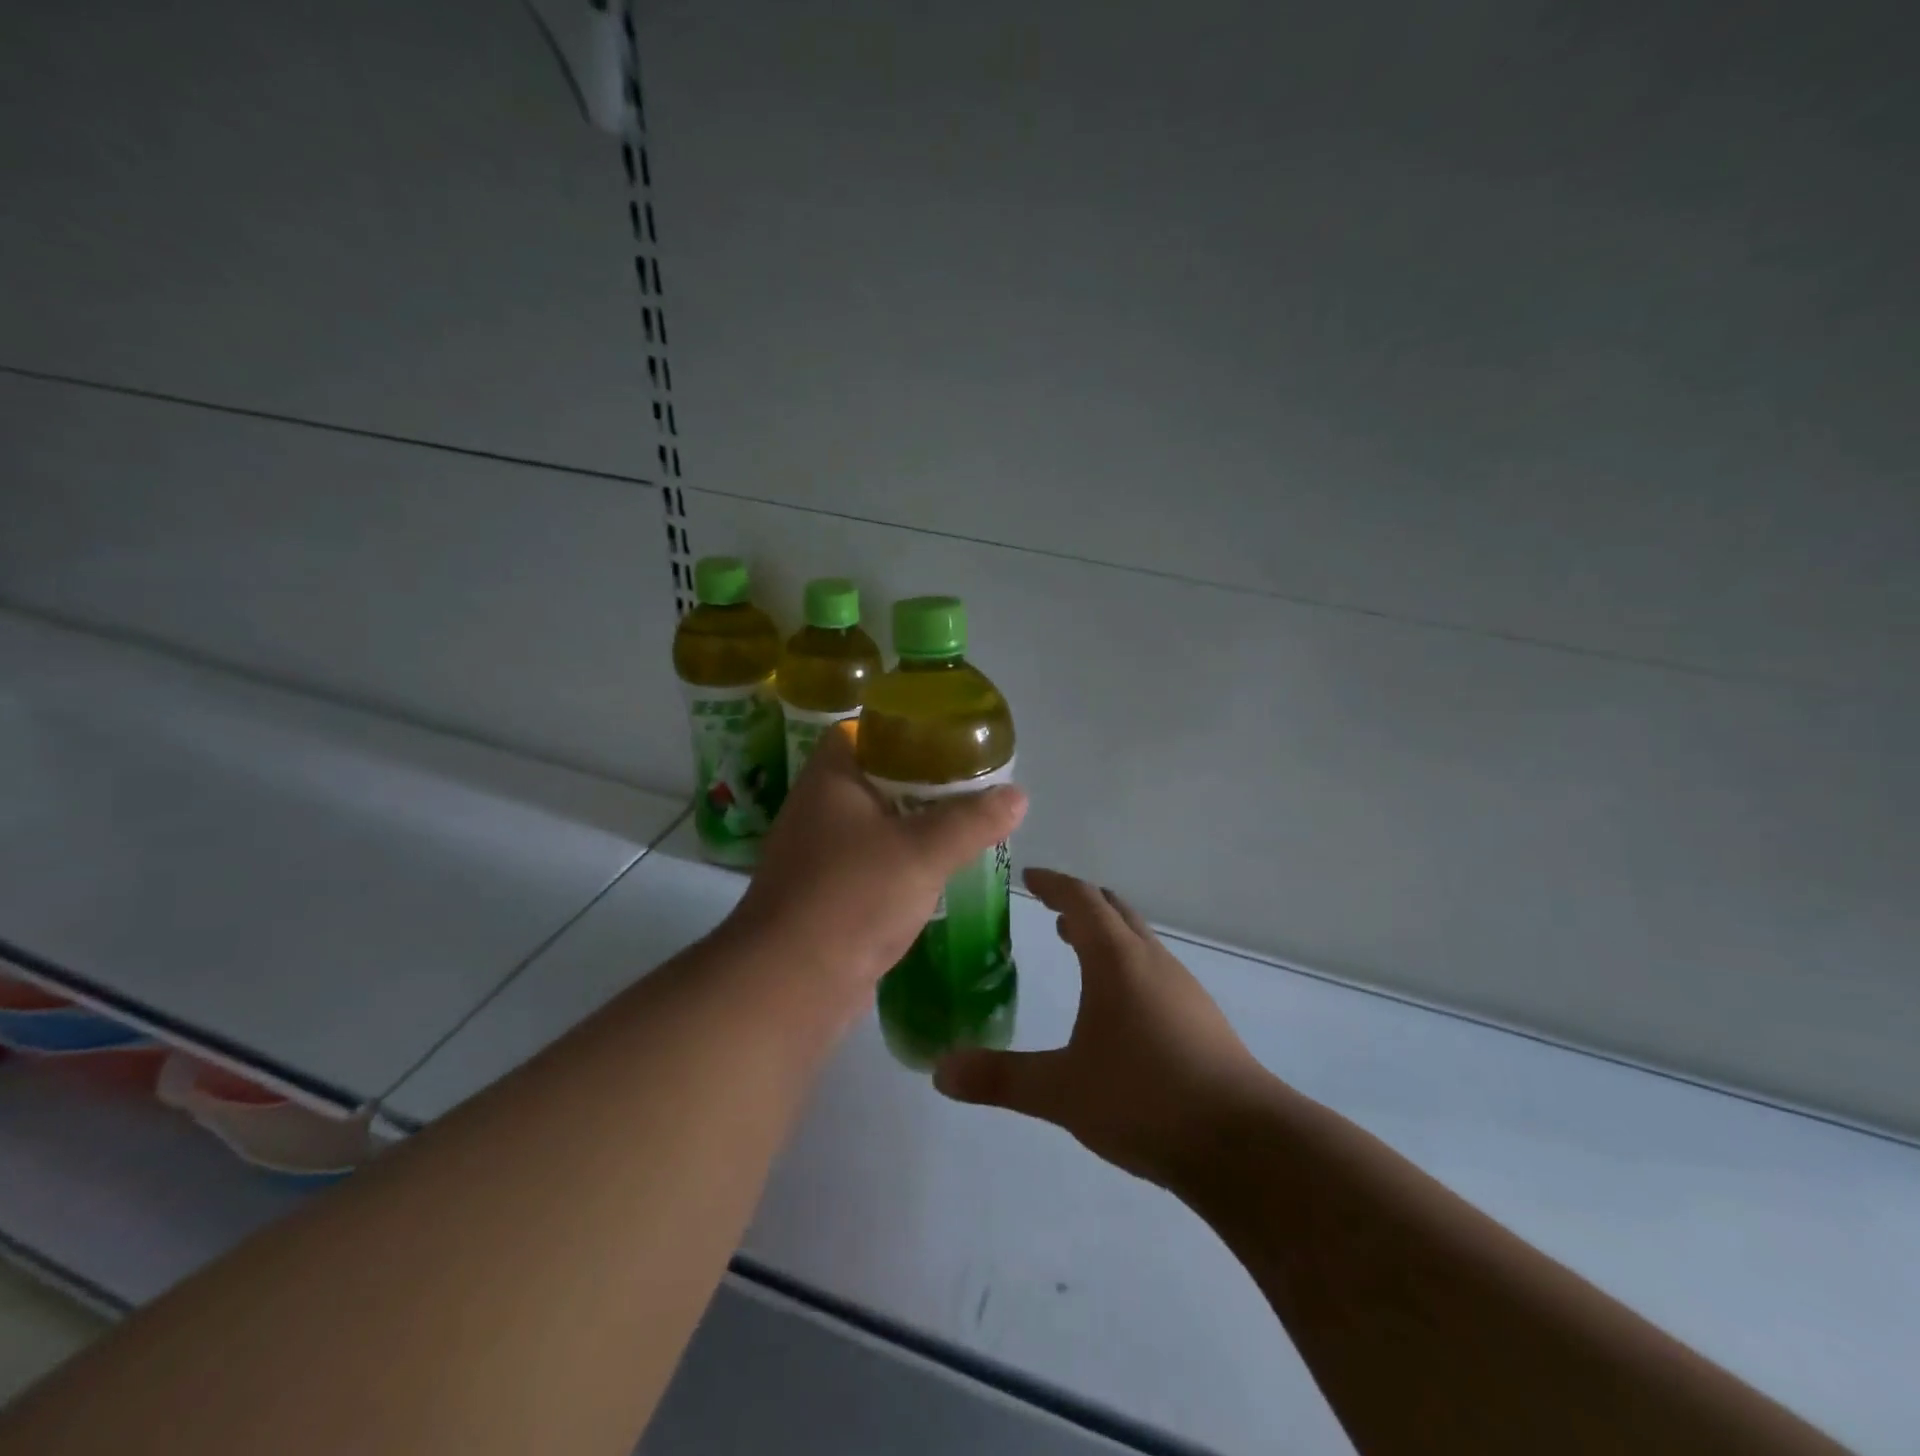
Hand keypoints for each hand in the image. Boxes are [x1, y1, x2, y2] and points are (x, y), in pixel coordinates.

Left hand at [726, 724, 1026, 1024]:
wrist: (792, 984)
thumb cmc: (853, 896)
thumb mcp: (923, 851)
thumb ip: (972, 820)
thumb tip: (1018, 795)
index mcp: (830, 780)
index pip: (858, 732)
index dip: (898, 729)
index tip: (943, 738)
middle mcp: (817, 810)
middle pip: (872, 778)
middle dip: (919, 782)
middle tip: (968, 785)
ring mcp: (818, 856)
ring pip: (873, 826)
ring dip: (912, 826)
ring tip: (962, 825)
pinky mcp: (826, 896)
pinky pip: (870, 866)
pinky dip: (901, 865)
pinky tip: (936, 874)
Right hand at [934, 867, 1268, 1188]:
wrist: (1242, 1143)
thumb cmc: (1143, 1099)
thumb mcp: (1060, 1090)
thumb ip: (999, 1078)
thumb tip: (940, 1071)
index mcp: (1116, 960)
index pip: (1081, 900)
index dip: (1054, 884)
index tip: (1030, 878)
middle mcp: (1152, 961)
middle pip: (1115, 911)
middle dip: (1081, 905)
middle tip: (1051, 912)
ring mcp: (1183, 988)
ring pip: (1138, 941)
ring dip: (1106, 936)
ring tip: (1078, 951)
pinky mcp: (1201, 1018)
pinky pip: (1155, 971)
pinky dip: (1127, 966)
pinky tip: (1118, 1008)